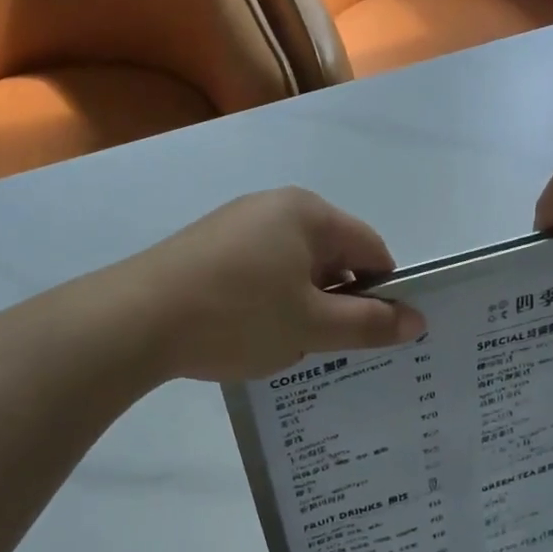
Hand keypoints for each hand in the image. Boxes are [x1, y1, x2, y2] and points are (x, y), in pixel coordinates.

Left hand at [121, 188, 425, 381]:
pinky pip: (259, 271)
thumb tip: (418, 320)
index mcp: (309, 213)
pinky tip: (247, 332)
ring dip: (301, 305)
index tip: (374, 334)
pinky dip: (267, 301)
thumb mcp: (311, 326)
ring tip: (281, 343)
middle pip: (332, 256)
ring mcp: (236, 223)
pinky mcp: (207, 246)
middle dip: (336, 302)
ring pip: (294, 267)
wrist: (134, 320)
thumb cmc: (237, 316)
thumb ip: (370, 324)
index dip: (383, 292)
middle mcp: (274, 206)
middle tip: (324, 345)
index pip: (371, 248)